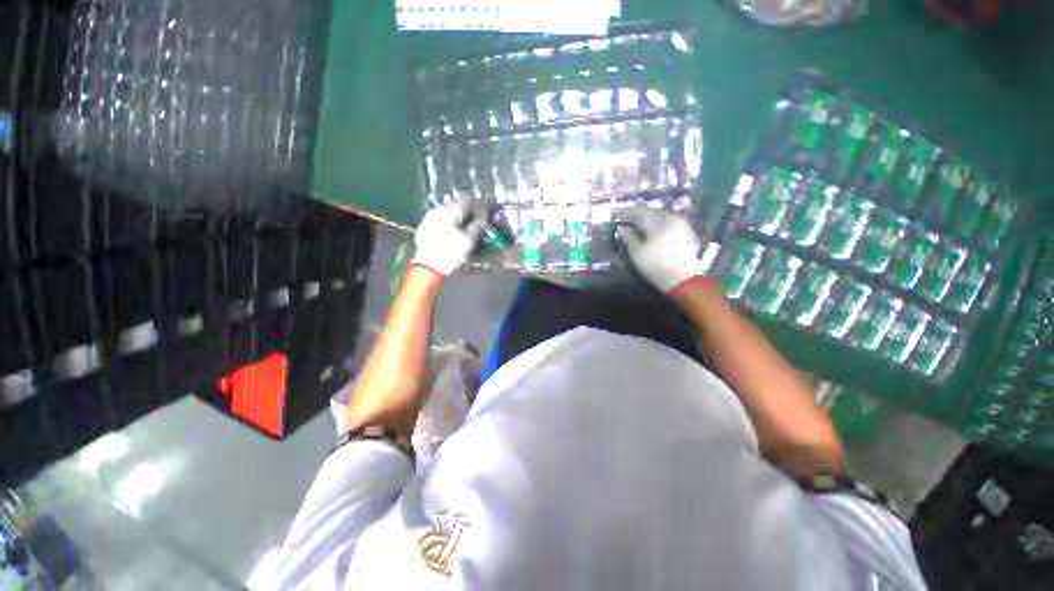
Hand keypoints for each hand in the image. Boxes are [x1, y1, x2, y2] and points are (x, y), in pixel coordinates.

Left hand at [410, 201, 485, 275]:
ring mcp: (430, 217)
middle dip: (466, 212)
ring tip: (462, 229)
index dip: (477, 205)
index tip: (482, 213)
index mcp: (452, 210)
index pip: (467, 199)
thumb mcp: (469, 240)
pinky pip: (440, 219)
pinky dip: (447, 223)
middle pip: (456, 204)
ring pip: (447, 212)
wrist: (427, 265)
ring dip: (456, 218)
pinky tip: (450, 233)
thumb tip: (483, 216)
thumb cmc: (451, 252)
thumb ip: (477, 225)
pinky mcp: (424, 226)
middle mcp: (439, 209)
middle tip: (473, 222)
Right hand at [616, 207, 707, 292]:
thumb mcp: (637, 254)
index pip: (639, 213)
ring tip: (641, 221)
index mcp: (656, 224)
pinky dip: (660, 220)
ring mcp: (680, 224)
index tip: (619, 216)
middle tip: (629, 217)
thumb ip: (629, 238)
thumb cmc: (656, 266)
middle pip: (652, 211)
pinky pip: (670, 219)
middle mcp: (669, 219)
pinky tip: (655, 227)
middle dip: (639, 213)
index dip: (627, 214)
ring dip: (650, 215)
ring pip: (662, 214)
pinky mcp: (686, 230)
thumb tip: (621, 229)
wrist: (683, 278)